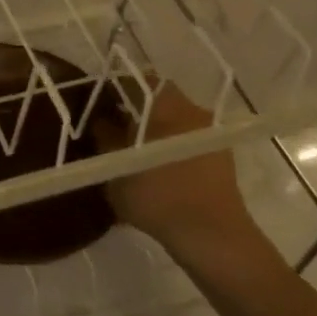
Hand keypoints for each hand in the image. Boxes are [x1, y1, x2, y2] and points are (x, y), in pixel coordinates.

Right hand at [93, 80, 260, 267]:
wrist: (211, 234)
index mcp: (166, 105)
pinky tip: (153, 167)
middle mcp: (192, 109)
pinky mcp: (219, 154)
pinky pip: (186, 138)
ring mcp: (210, 132)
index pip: (135, 80)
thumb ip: (106, 139)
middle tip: (110, 129)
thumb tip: (101, 120)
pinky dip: (169, 144)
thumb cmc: (157, 196)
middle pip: (157, 98)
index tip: (96, 105)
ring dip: (153, 128)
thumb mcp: (115, 169)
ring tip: (130, 151)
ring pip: (173, 119)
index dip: (113, 89)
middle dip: (134, 110)